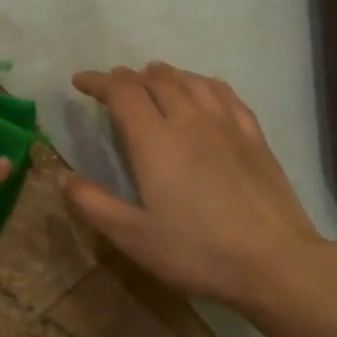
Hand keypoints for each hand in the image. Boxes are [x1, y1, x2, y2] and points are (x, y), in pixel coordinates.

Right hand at [67, 64, 336, 314]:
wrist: (275, 261)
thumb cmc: (196, 251)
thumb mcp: (133, 237)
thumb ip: (93, 204)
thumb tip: (62, 177)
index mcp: (155, 141)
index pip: (122, 92)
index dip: (98, 81)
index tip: (80, 82)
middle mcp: (189, 120)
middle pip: (156, 80)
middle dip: (129, 77)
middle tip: (113, 87)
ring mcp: (227, 124)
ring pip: (191, 81)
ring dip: (165, 75)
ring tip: (152, 79)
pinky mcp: (254, 136)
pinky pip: (224, 93)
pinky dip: (202, 83)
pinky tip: (203, 91)